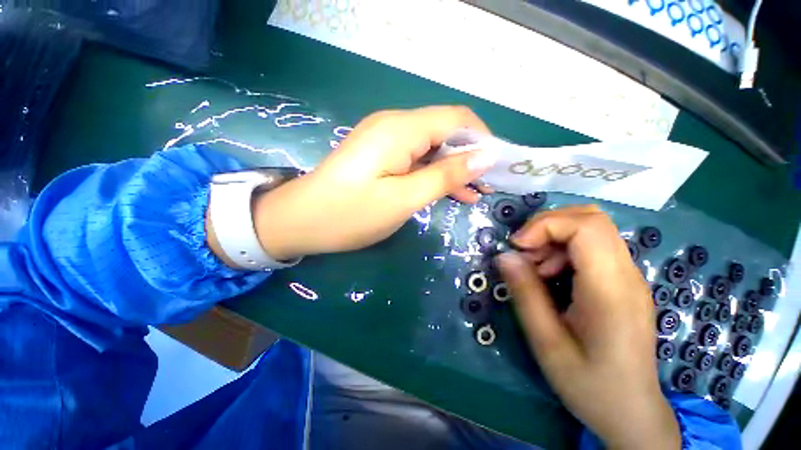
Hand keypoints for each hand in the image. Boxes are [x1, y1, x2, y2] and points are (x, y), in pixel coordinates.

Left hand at [252, 106, 496, 259]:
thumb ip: (445, 175)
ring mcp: (385, 141)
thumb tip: (485, 156)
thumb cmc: (350, 214)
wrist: (300, 221)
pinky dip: (433, 173)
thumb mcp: (404, 199)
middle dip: (469, 157)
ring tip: (472, 194)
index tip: (497, 168)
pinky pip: (415, 158)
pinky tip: (446, 191)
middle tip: (486, 187)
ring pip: (431, 147)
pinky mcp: (379, 156)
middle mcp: (394, 126)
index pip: (457, 119)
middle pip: (444, 131)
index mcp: (401, 129)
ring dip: (452, 168)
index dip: (482, 140)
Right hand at [496, 206, 679, 449]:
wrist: (631, 413)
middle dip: (547, 226)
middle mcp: (626, 274)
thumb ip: (525, 294)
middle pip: (591, 218)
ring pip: (590, 228)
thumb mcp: (546, 342)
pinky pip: (591, 246)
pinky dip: (562, 249)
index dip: (545, 225)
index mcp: (611, 290)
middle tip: (524, 253)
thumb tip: (504, 256)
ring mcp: (628, 276)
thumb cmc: (590, 385)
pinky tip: (550, 275)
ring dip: (553, 238)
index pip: (586, 226)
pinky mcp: (622, 281)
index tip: (517, 246)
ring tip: (536, 269)